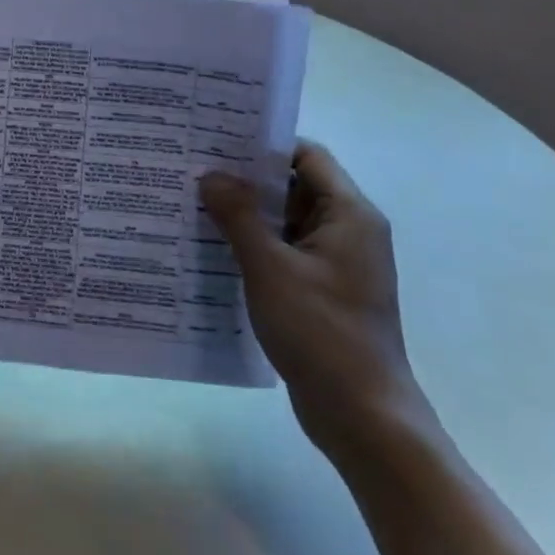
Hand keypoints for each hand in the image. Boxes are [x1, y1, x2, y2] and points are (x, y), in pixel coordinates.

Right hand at [199, 141, 427, 455]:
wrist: (361, 413)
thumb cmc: (321, 332)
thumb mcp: (271, 268)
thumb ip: (239, 216)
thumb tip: (210, 174)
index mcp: (349, 215)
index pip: (307, 157)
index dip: (264, 145)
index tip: (216, 141)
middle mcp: (349, 232)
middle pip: (295, 187)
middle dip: (246, 179)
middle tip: (194, 170)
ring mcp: (336, 264)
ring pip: (286, 222)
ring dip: (246, 214)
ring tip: (193, 204)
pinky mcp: (322, 290)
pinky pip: (284, 251)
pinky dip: (253, 244)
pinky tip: (212, 248)